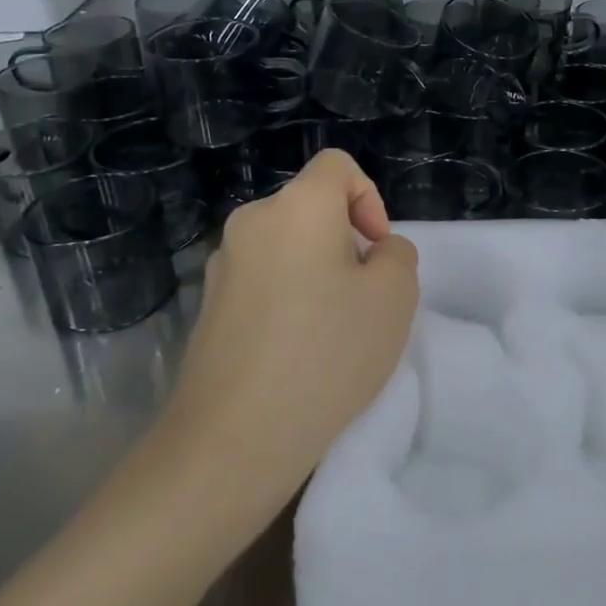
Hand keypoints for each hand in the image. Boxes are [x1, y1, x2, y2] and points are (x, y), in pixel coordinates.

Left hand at [165, 150, 419, 520]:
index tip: (376, 251)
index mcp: (296, 207)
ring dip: (317, 273)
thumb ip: (397, 254)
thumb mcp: (395, 296)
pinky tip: (296, 353)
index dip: (369, 198)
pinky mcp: (208, 307)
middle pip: (311, 209)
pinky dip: (287, 299)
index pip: (337, 166)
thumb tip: (373, 253)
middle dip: (346, 242)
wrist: (234, 438)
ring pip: (287, 247)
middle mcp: (252, 223)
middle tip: (364, 299)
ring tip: (331, 332)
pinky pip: (263, 282)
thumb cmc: (326, 353)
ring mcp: (222, 266)